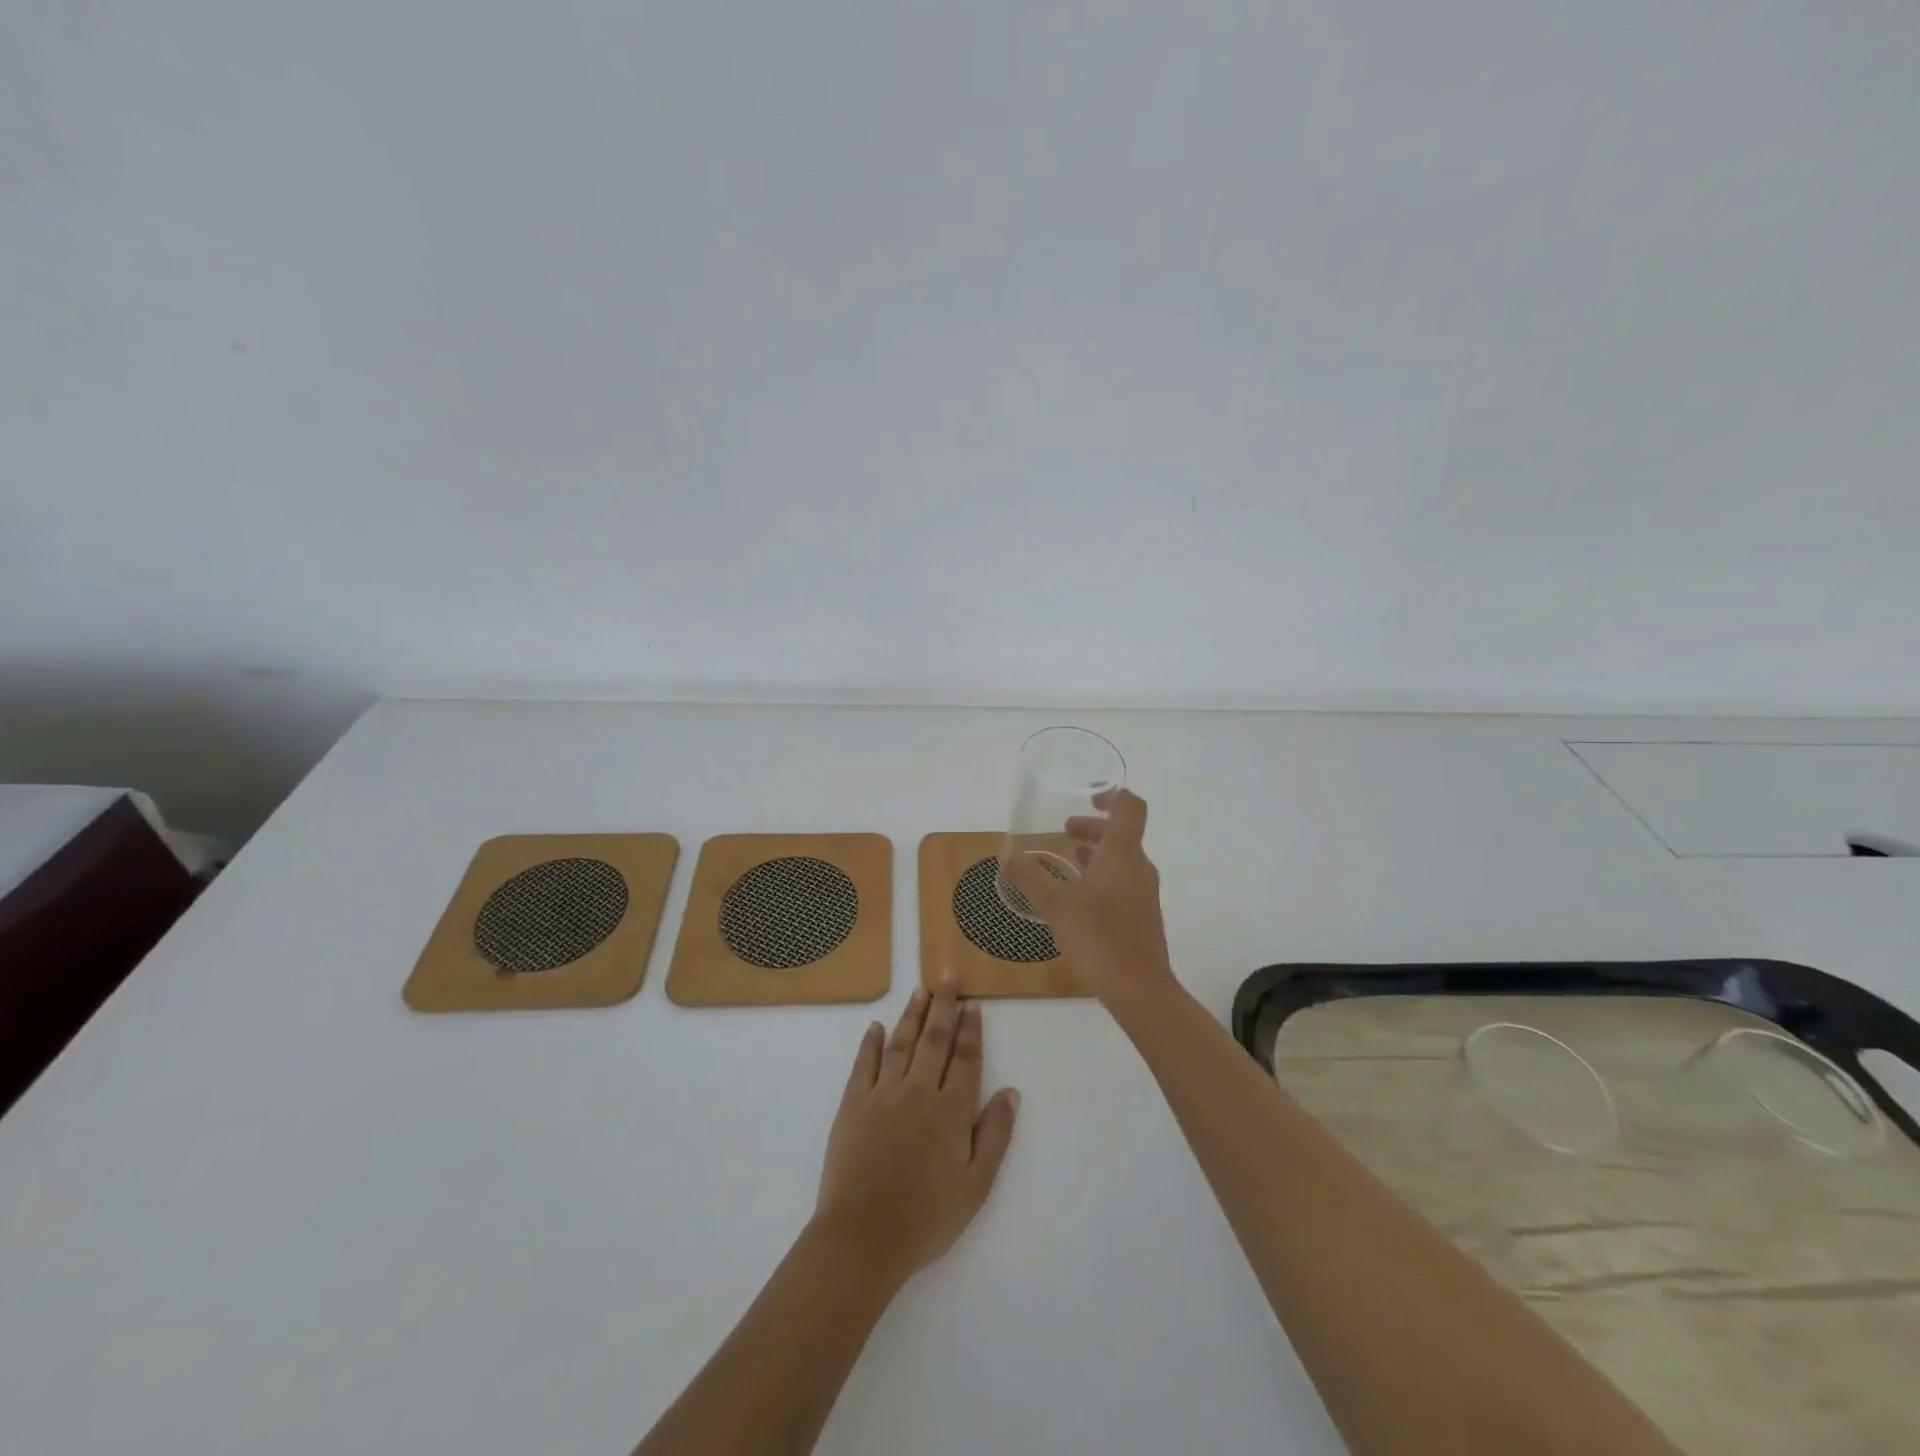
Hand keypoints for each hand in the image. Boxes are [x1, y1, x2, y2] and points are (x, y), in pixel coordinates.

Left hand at [811, 976, 1019, 1287]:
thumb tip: (1012, 1092)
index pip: (965, 1059)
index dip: (971, 1030)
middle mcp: (918, 1091)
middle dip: (944, 1005)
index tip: (974, 1004)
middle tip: (947, 974)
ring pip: (901, 1043)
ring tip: (920, 991)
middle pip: (935, 1039)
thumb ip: (995, 1135)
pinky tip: (875, 1026)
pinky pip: (863, 1064)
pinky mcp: (852, 1104)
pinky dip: (871, 1043)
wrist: (863, 1237)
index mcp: (951, 1111)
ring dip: (912, 1015)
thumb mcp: (976, 1187)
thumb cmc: (927, 1218)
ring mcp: (882, 1094)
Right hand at [1003, 788, 1176, 1010]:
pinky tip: (1077, 897)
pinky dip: (1101, 876)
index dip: (1113, 794)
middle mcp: (1138, 868)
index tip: (1089, 795)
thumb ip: (1029, 876)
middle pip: (1122, 834)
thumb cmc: (1098, 937)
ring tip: (1066, 860)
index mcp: (1122, 854)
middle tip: (1064, 831)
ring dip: (1096, 853)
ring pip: (1121, 860)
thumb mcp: (1055, 905)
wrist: (1139, 989)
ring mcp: (1143, 894)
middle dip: (1093, 828)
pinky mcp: (1142, 917)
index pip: (1130, 807)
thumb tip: (1007, 853)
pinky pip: (1122, 882)